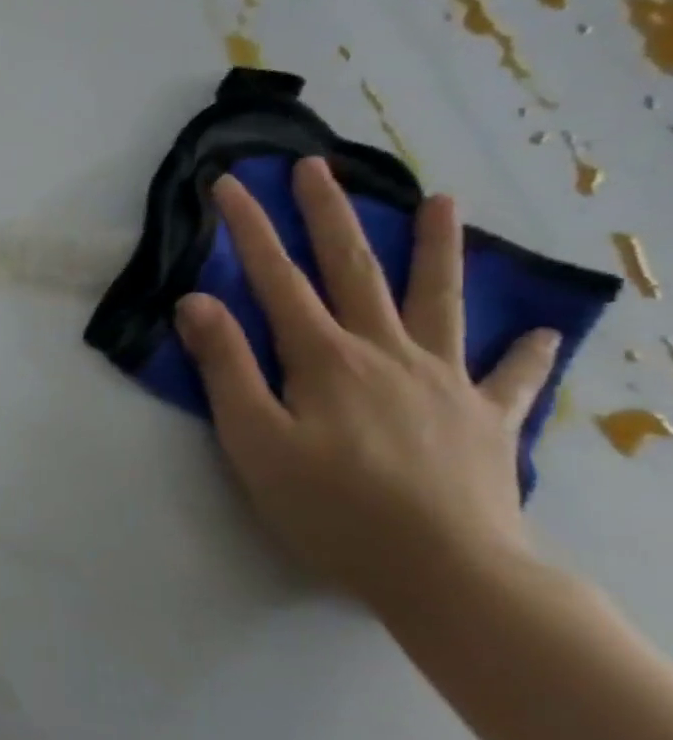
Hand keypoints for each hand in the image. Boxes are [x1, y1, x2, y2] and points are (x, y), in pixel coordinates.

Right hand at [174, 157, 557, 617]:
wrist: (450, 573)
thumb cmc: (333, 508)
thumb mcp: (254, 439)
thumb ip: (226, 367)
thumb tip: (196, 300)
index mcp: (325, 358)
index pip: (276, 278)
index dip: (249, 228)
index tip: (230, 184)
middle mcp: (386, 353)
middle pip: (355, 269)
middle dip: (330, 214)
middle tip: (315, 166)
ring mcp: (444, 381)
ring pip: (440, 300)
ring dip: (438, 248)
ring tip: (445, 201)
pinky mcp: (485, 419)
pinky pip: (510, 377)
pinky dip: (526, 353)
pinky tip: (543, 334)